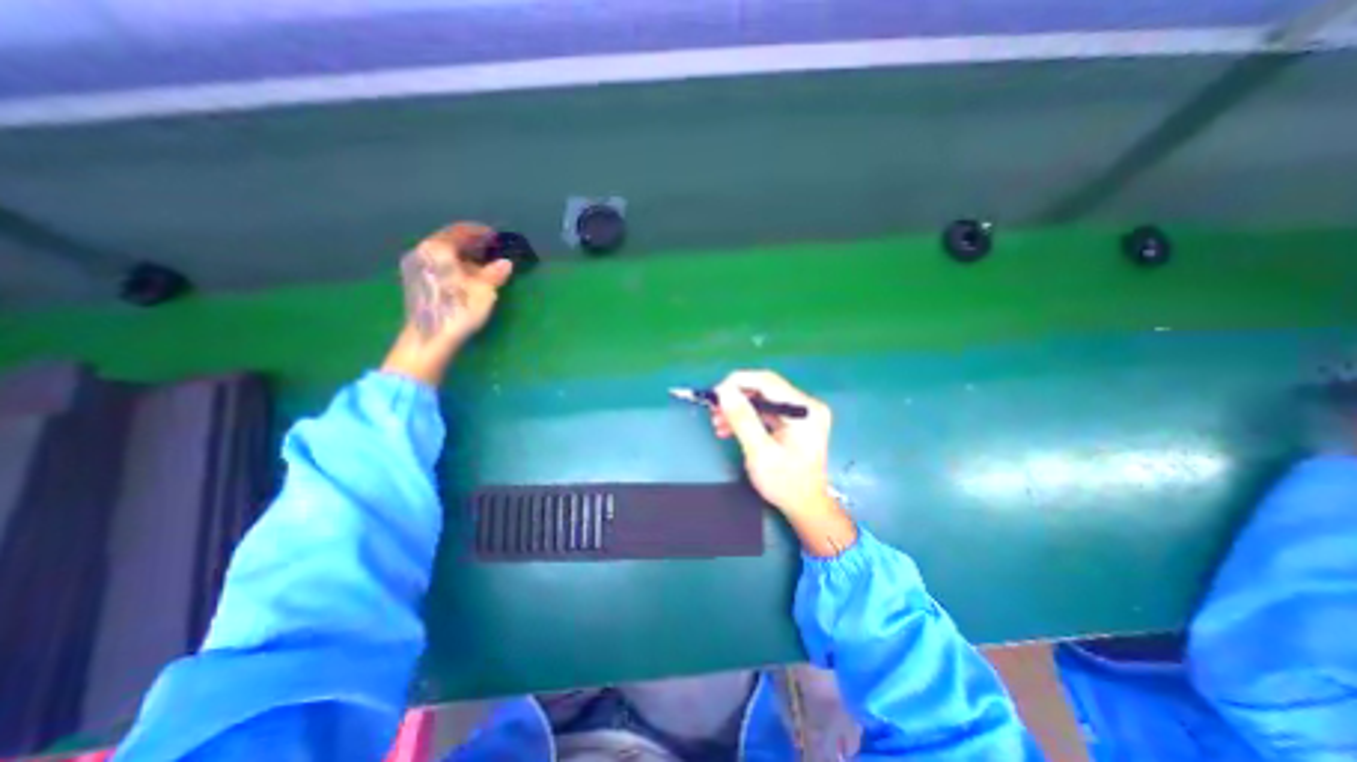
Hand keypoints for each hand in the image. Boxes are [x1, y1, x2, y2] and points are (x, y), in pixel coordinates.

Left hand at [381, 219, 515, 387]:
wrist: (428, 338)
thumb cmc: (457, 309)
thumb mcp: (484, 291)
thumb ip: (494, 273)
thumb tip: (505, 263)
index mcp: (438, 248)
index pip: (461, 231)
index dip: (480, 232)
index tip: (495, 236)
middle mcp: (423, 252)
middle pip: (450, 241)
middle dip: (472, 245)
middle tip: (491, 252)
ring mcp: (415, 267)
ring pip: (443, 255)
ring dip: (463, 257)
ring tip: (482, 268)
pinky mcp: (414, 282)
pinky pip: (437, 265)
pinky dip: (453, 266)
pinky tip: (466, 279)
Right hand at [710, 369, 857, 552]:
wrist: (805, 507)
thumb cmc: (785, 483)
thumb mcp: (760, 452)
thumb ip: (742, 419)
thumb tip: (724, 392)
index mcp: (804, 409)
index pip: (767, 382)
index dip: (737, 383)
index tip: (714, 394)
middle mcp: (805, 405)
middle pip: (764, 389)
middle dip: (735, 398)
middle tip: (713, 410)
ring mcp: (800, 413)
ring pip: (761, 399)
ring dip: (738, 409)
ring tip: (717, 422)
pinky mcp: (792, 422)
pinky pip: (764, 411)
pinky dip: (746, 418)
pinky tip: (728, 428)